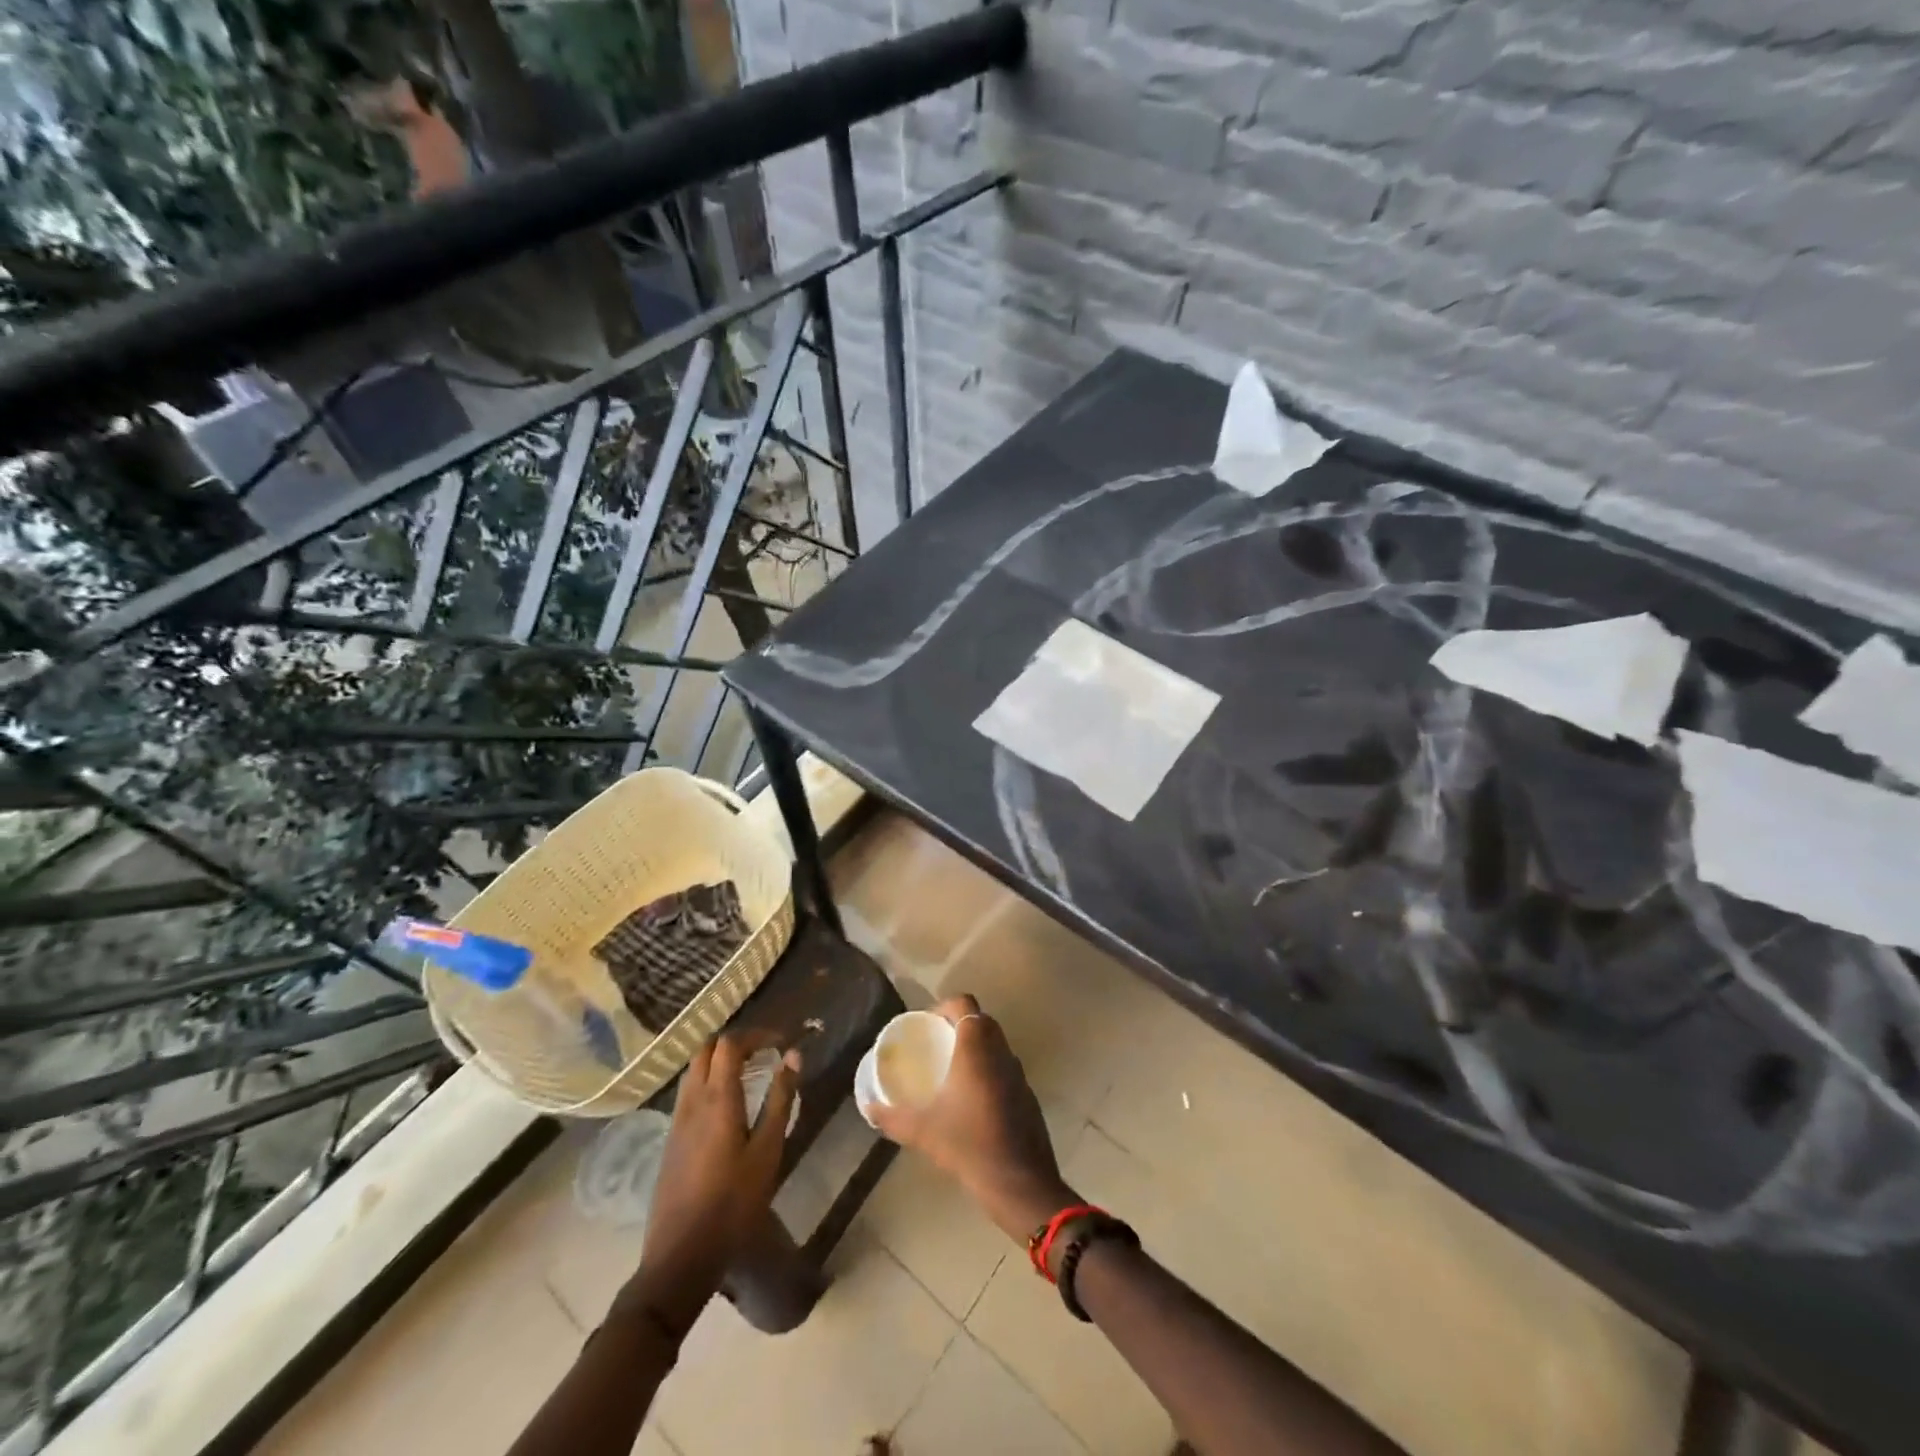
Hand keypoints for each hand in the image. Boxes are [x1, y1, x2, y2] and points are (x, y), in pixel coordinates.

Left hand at [635, 1033, 798, 1327]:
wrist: (680, 1256)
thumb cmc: (733, 1203)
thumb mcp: (767, 1151)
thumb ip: (780, 1099)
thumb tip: (793, 1056)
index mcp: (717, 1098)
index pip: (730, 1043)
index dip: (756, 1034)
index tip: (781, 1041)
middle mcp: (692, 1100)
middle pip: (707, 1049)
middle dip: (736, 1042)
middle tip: (765, 1051)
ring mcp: (677, 1120)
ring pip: (694, 1069)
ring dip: (720, 1060)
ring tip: (749, 1072)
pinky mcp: (671, 1139)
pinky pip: (688, 1092)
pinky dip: (708, 1081)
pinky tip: (728, 1105)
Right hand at [861, 996, 1075, 1241]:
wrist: (1020, 1182)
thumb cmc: (969, 1145)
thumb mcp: (923, 1131)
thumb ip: (892, 1117)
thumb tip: (869, 1108)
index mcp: (977, 1047)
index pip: (965, 1003)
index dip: (945, 1006)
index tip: (927, 1025)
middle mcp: (1001, 1050)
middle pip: (981, 1020)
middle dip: (958, 1025)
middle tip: (935, 1045)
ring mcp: (1018, 1071)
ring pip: (995, 1043)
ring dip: (975, 1047)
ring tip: (951, 1070)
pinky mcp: (1028, 1093)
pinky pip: (1005, 1066)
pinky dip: (989, 1069)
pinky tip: (972, 1098)